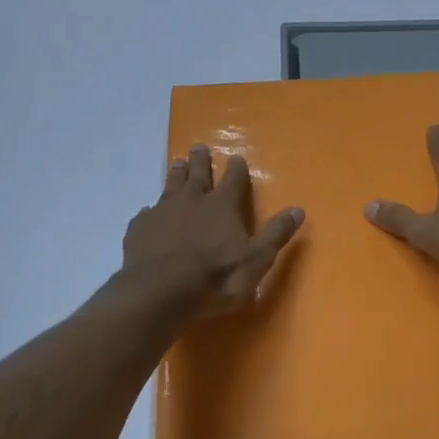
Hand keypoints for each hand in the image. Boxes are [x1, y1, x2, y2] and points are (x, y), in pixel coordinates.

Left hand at [123, 145, 304, 316]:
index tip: (236, 157)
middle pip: (198, 174)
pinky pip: (146, 213)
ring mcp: (163, 212)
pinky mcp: (140, 228)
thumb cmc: (215, 277)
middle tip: (199, 146)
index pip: (233, 180)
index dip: (236, 169)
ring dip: (176, 174)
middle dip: (201, 161)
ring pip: (171, 185)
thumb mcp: (256, 259)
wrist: (160, 291)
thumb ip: (275, 234)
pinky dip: (150, 210)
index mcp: (222, 206)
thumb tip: (298, 209)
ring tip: (177, 162)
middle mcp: (192, 200)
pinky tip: (148, 212)